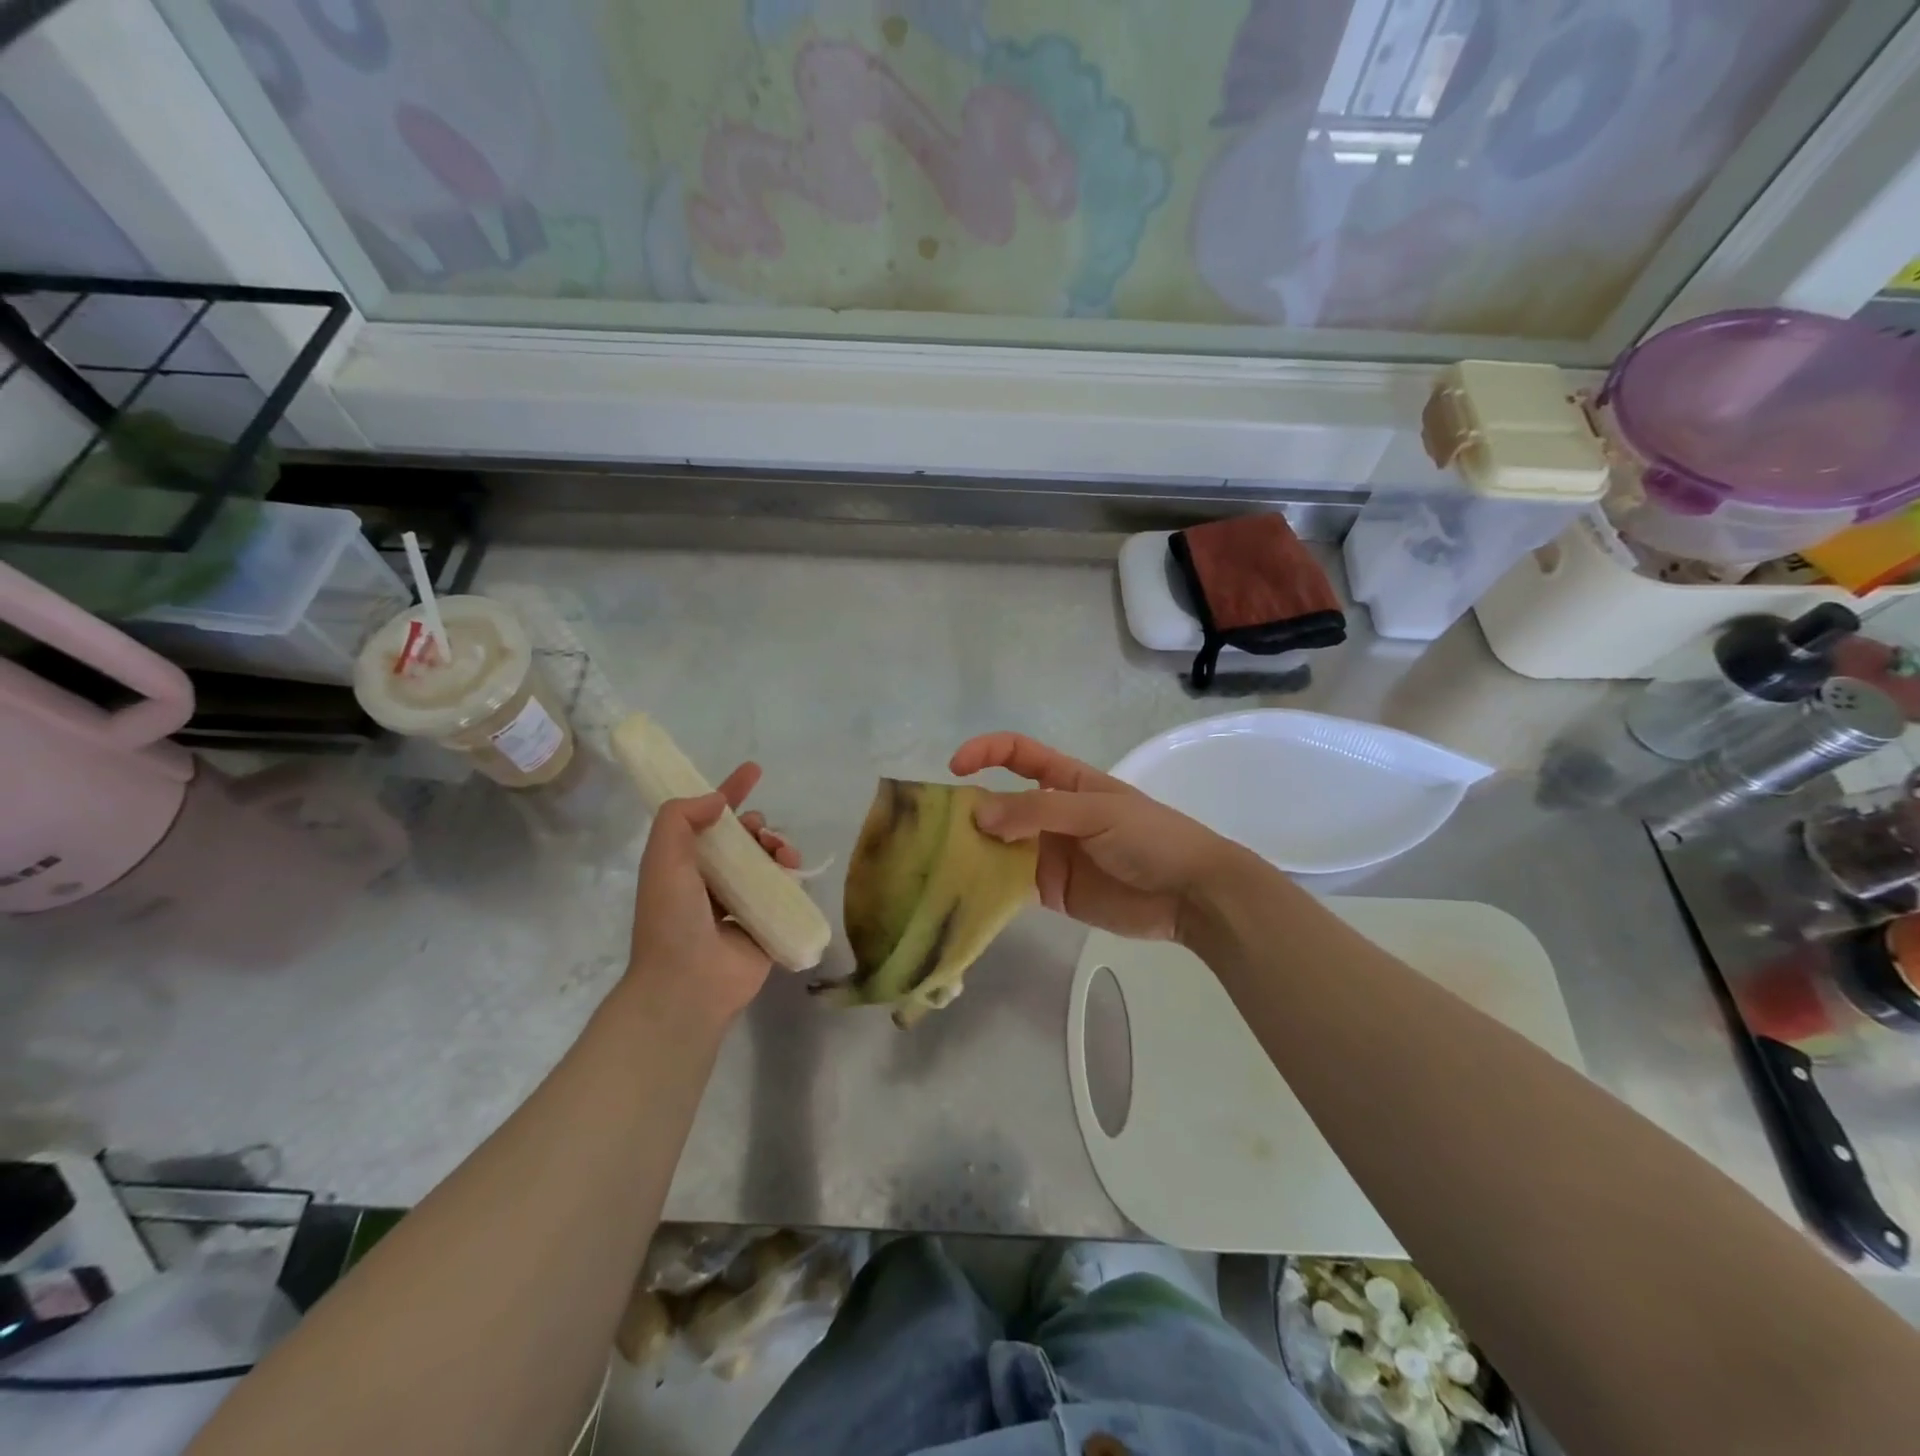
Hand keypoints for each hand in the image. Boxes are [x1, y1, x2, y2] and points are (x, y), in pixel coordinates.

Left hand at [624, 763, 800, 1027]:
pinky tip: (792, 870)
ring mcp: (741, 904)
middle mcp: (712, 882)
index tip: (753, 770)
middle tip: (760, 830)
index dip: (729, 792)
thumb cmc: (671, 919)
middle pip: (743, 839)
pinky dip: (791, 874)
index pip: (709, 819)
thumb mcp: (663, 859)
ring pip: (767, 861)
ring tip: (781, 851)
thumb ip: (680, 819)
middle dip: (757, 825)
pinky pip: (785, 889)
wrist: (688, 985)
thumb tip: (718, 801)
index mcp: (685, 866)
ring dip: (777, 846)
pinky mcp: (767, 923)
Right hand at [949, 732, 1244, 943]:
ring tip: (940, 864)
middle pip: (999, 803)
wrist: (1191, 894)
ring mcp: (1048, 853)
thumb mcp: (1095, 812)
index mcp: (1065, 781)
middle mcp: (1050, 813)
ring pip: (998, 845)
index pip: (1017, 754)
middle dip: (969, 811)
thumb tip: (978, 815)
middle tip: (936, 832)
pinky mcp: (1049, 890)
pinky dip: (986, 886)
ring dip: (972, 851)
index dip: (985, 753)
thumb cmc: (1149, 837)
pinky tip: (963, 892)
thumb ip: (1037, 811)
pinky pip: (1009, 884)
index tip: (955, 770)